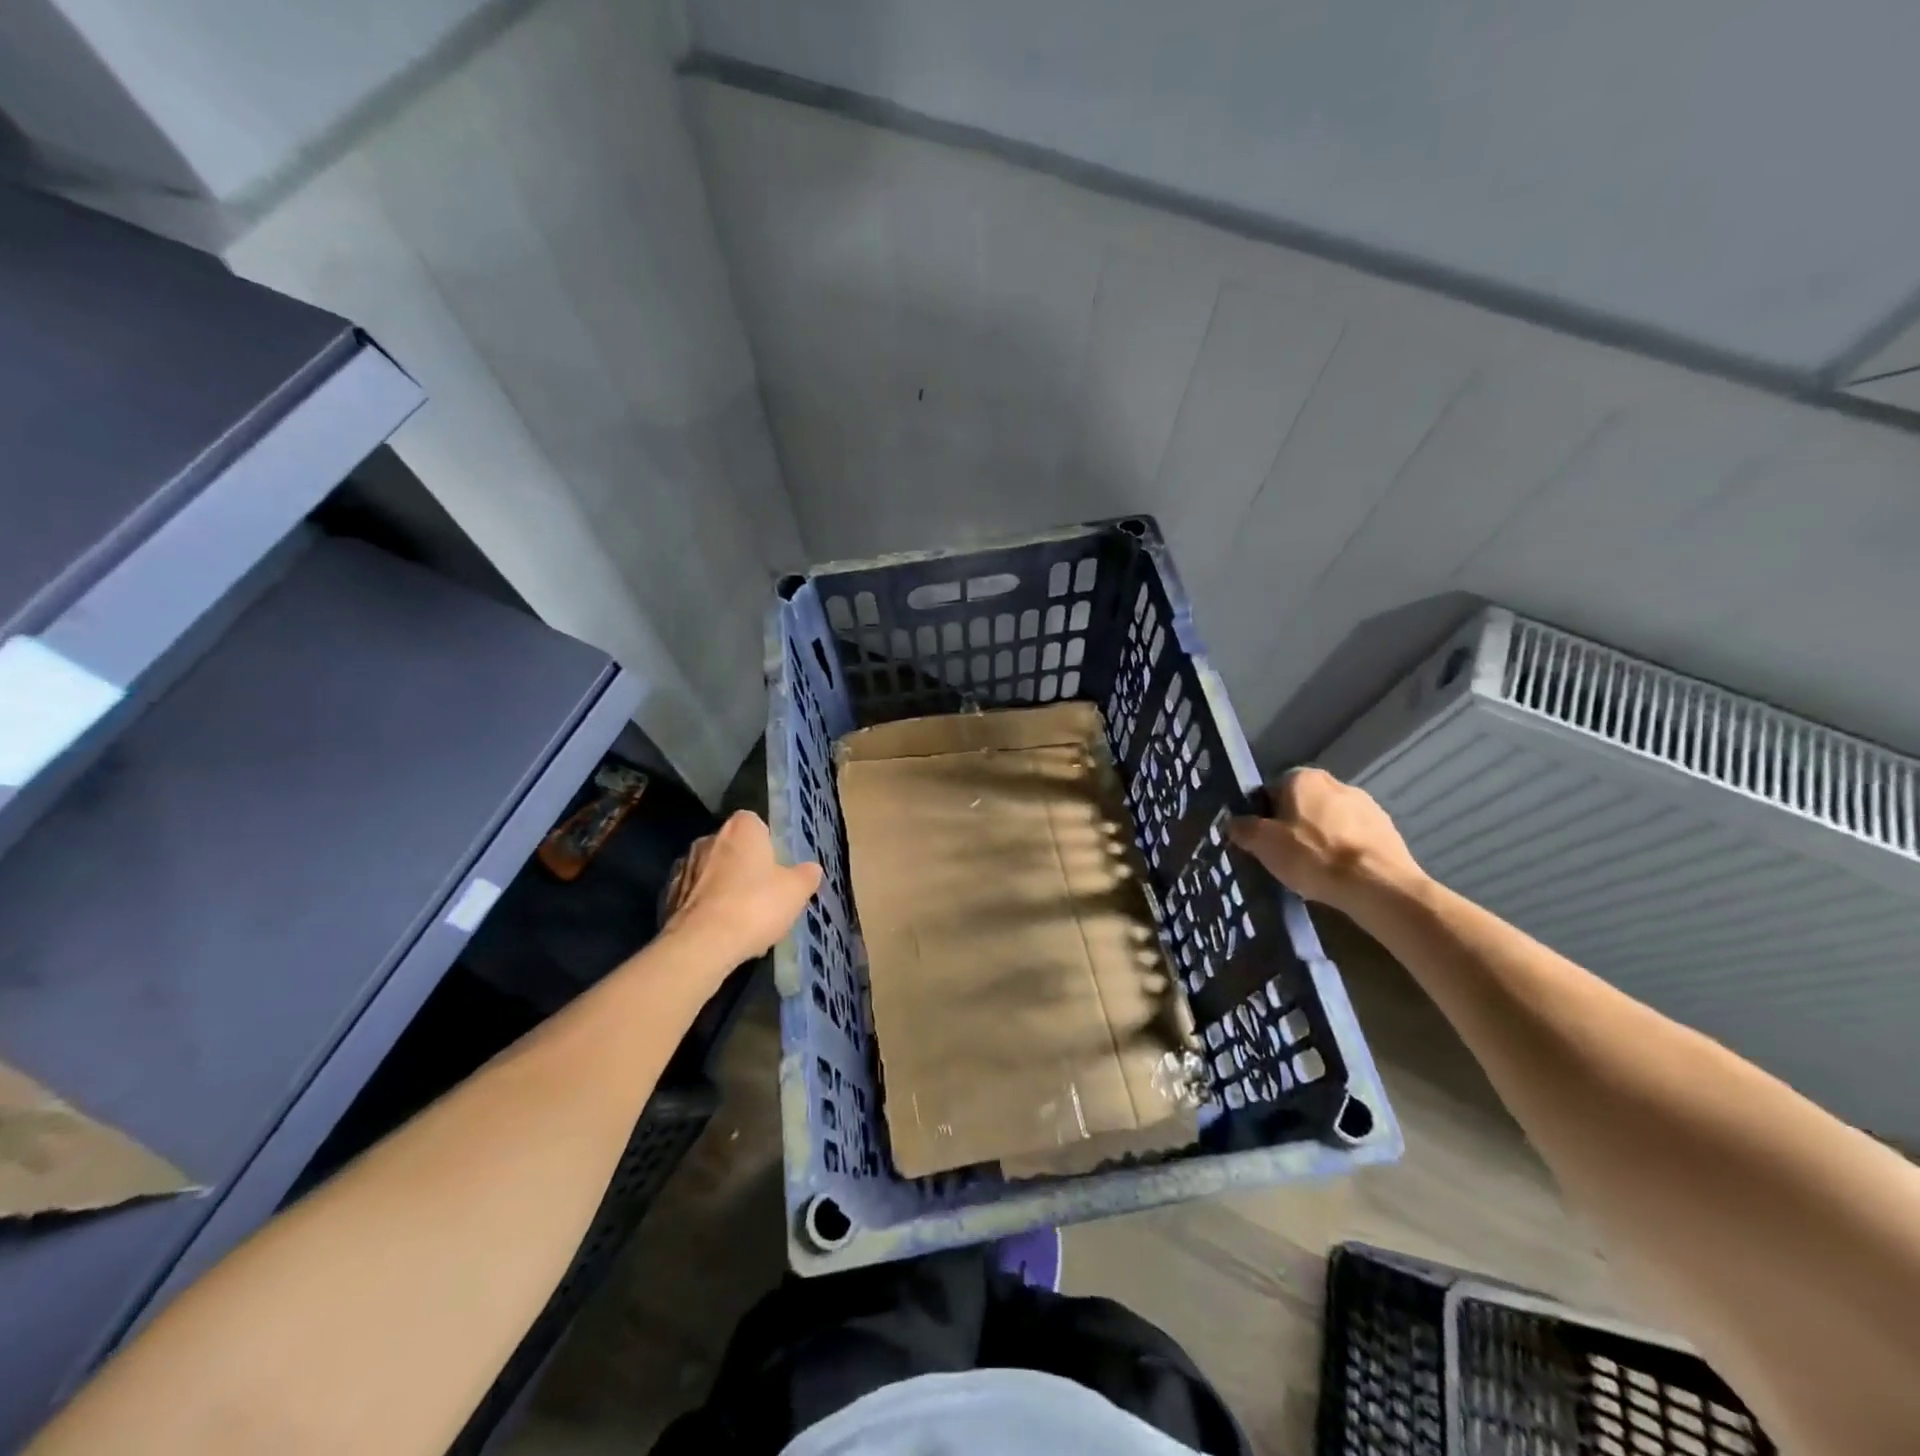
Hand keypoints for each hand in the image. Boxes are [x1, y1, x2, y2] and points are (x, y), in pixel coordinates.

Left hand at [663, 811, 821, 964]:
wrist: (701, 945)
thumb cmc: (755, 906)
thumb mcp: (796, 891)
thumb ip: (806, 875)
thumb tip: (810, 869)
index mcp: (741, 828)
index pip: (756, 823)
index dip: (767, 844)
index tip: (776, 868)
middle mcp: (708, 839)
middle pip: (732, 848)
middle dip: (744, 866)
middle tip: (763, 894)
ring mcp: (683, 867)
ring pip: (711, 873)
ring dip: (723, 888)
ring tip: (741, 919)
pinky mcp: (667, 896)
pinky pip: (695, 897)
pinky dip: (706, 908)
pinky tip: (720, 932)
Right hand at [1228, 767, 1425, 918]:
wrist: (1377, 885)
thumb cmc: (1313, 856)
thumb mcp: (1263, 843)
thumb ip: (1243, 828)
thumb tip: (1234, 823)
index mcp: (1304, 778)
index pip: (1272, 790)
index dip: (1263, 816)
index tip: (1263, 841)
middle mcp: (1336, 783)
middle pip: (1303, 805)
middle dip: (1294, 826)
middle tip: (1286, 857)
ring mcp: (1367, 806)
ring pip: (1330, 821)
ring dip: (1321, 839)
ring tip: (1315, 870)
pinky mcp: (1388, 830)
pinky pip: (1354, 838)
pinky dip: (1345, 852)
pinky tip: (1340, 875)